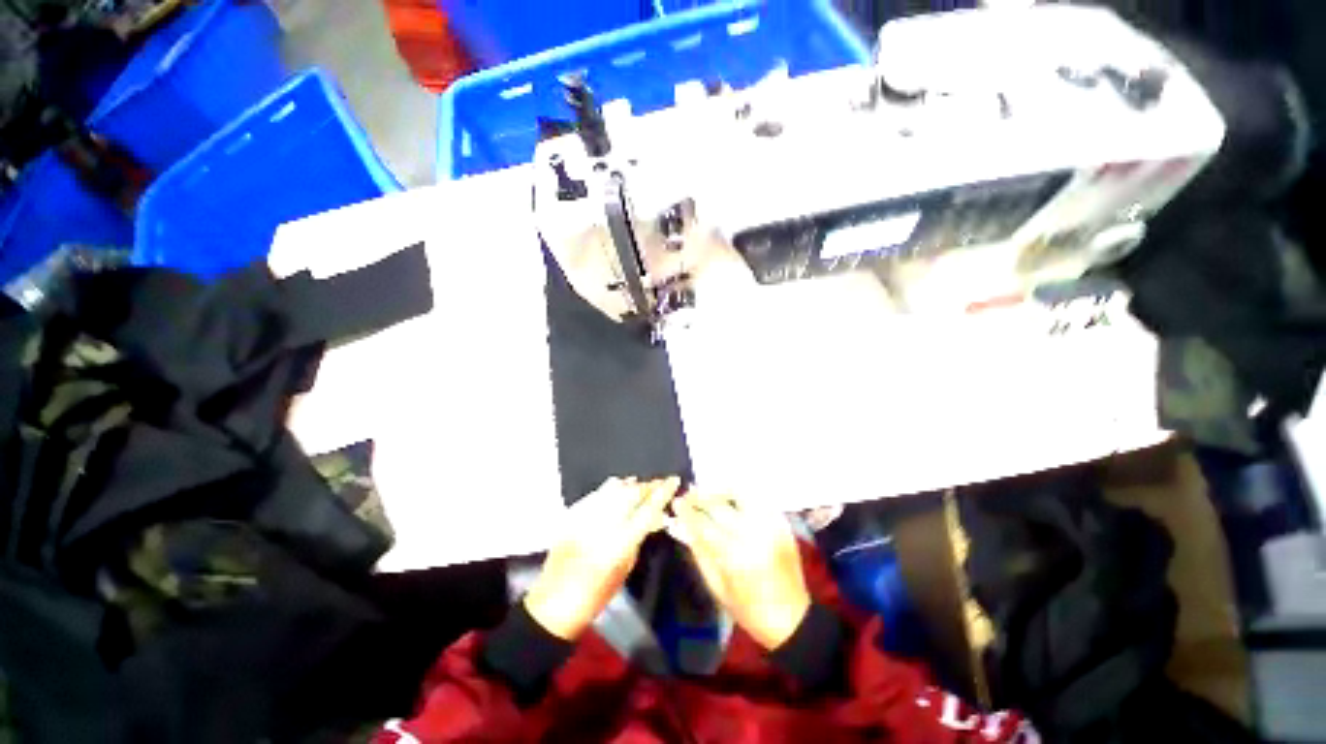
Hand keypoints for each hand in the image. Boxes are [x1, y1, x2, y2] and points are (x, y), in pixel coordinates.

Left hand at [524, 477, 679, 639]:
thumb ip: (639, 538)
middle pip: (632, 492)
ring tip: (638, 485)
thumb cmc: (596, 593)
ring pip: (614, 487)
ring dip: (630, 485)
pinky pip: (598, 492)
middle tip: (657, 484)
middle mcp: (604, 523)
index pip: (648, 509)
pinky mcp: (572, 513)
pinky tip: (616, 490)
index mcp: (621, 541)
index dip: (663, 492)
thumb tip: (655, 518)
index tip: (673, 479)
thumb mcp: (625, 568)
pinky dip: (611, 489)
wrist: (555, 600)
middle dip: (647, 486)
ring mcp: (586, 515)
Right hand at [668, 489, 811, 649]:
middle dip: (700, 497)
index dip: (687, 511)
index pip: (704, 524)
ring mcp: (770, 525)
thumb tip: (680, 525)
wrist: (791, 617)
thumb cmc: (749, 609)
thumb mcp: (717, 586)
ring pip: (741, 493)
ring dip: (721, 491)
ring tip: (709, 493)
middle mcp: (754, 535)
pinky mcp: (781, 522)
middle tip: (688, 495)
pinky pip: (758, 498)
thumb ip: (699, 552)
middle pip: (720, 506)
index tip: (676, 502)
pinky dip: (741, 495)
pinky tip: (731, 500)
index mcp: (736, 557)